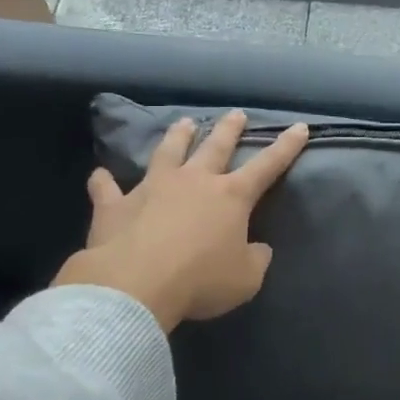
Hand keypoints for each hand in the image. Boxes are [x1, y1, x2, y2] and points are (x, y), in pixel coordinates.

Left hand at [51, 110, 308, 332]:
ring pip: (167, 152)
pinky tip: (99, 175)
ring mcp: (152, 188)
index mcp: (230, 197)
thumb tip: (257, 249)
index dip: (286, 147)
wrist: (135, 285)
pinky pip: (107, 188)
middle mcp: (193, 181)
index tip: (299, 127)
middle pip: (215, 147)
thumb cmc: (200, 280)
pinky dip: (104, 182)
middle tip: (237, 114)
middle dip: (229, 129)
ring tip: (184, 122)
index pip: (267, 166)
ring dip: (177, 136)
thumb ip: (255, 259)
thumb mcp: (246, 279)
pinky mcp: (116, 205)